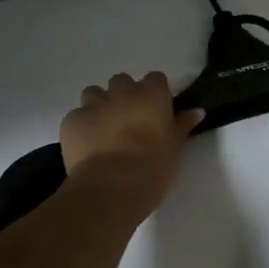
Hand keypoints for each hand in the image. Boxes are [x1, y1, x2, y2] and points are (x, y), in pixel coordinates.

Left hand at [60, 72, 202, 217]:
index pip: (156, 79)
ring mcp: (93, 104)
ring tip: (104, 129)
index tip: (156, 110)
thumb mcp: (175, 148)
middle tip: (128, 120)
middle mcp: (122, 92)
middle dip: (124, 96)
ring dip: (100, 105)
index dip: (155, 94)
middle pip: (122, 81)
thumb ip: (183, 125)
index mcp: (151, 95)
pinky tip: (86, 145)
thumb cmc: (152, 167)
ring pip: (94, 93)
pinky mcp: (71, 121)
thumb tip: (197, 111)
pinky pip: (76, 116)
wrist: (111, 188)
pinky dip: (81, 126)